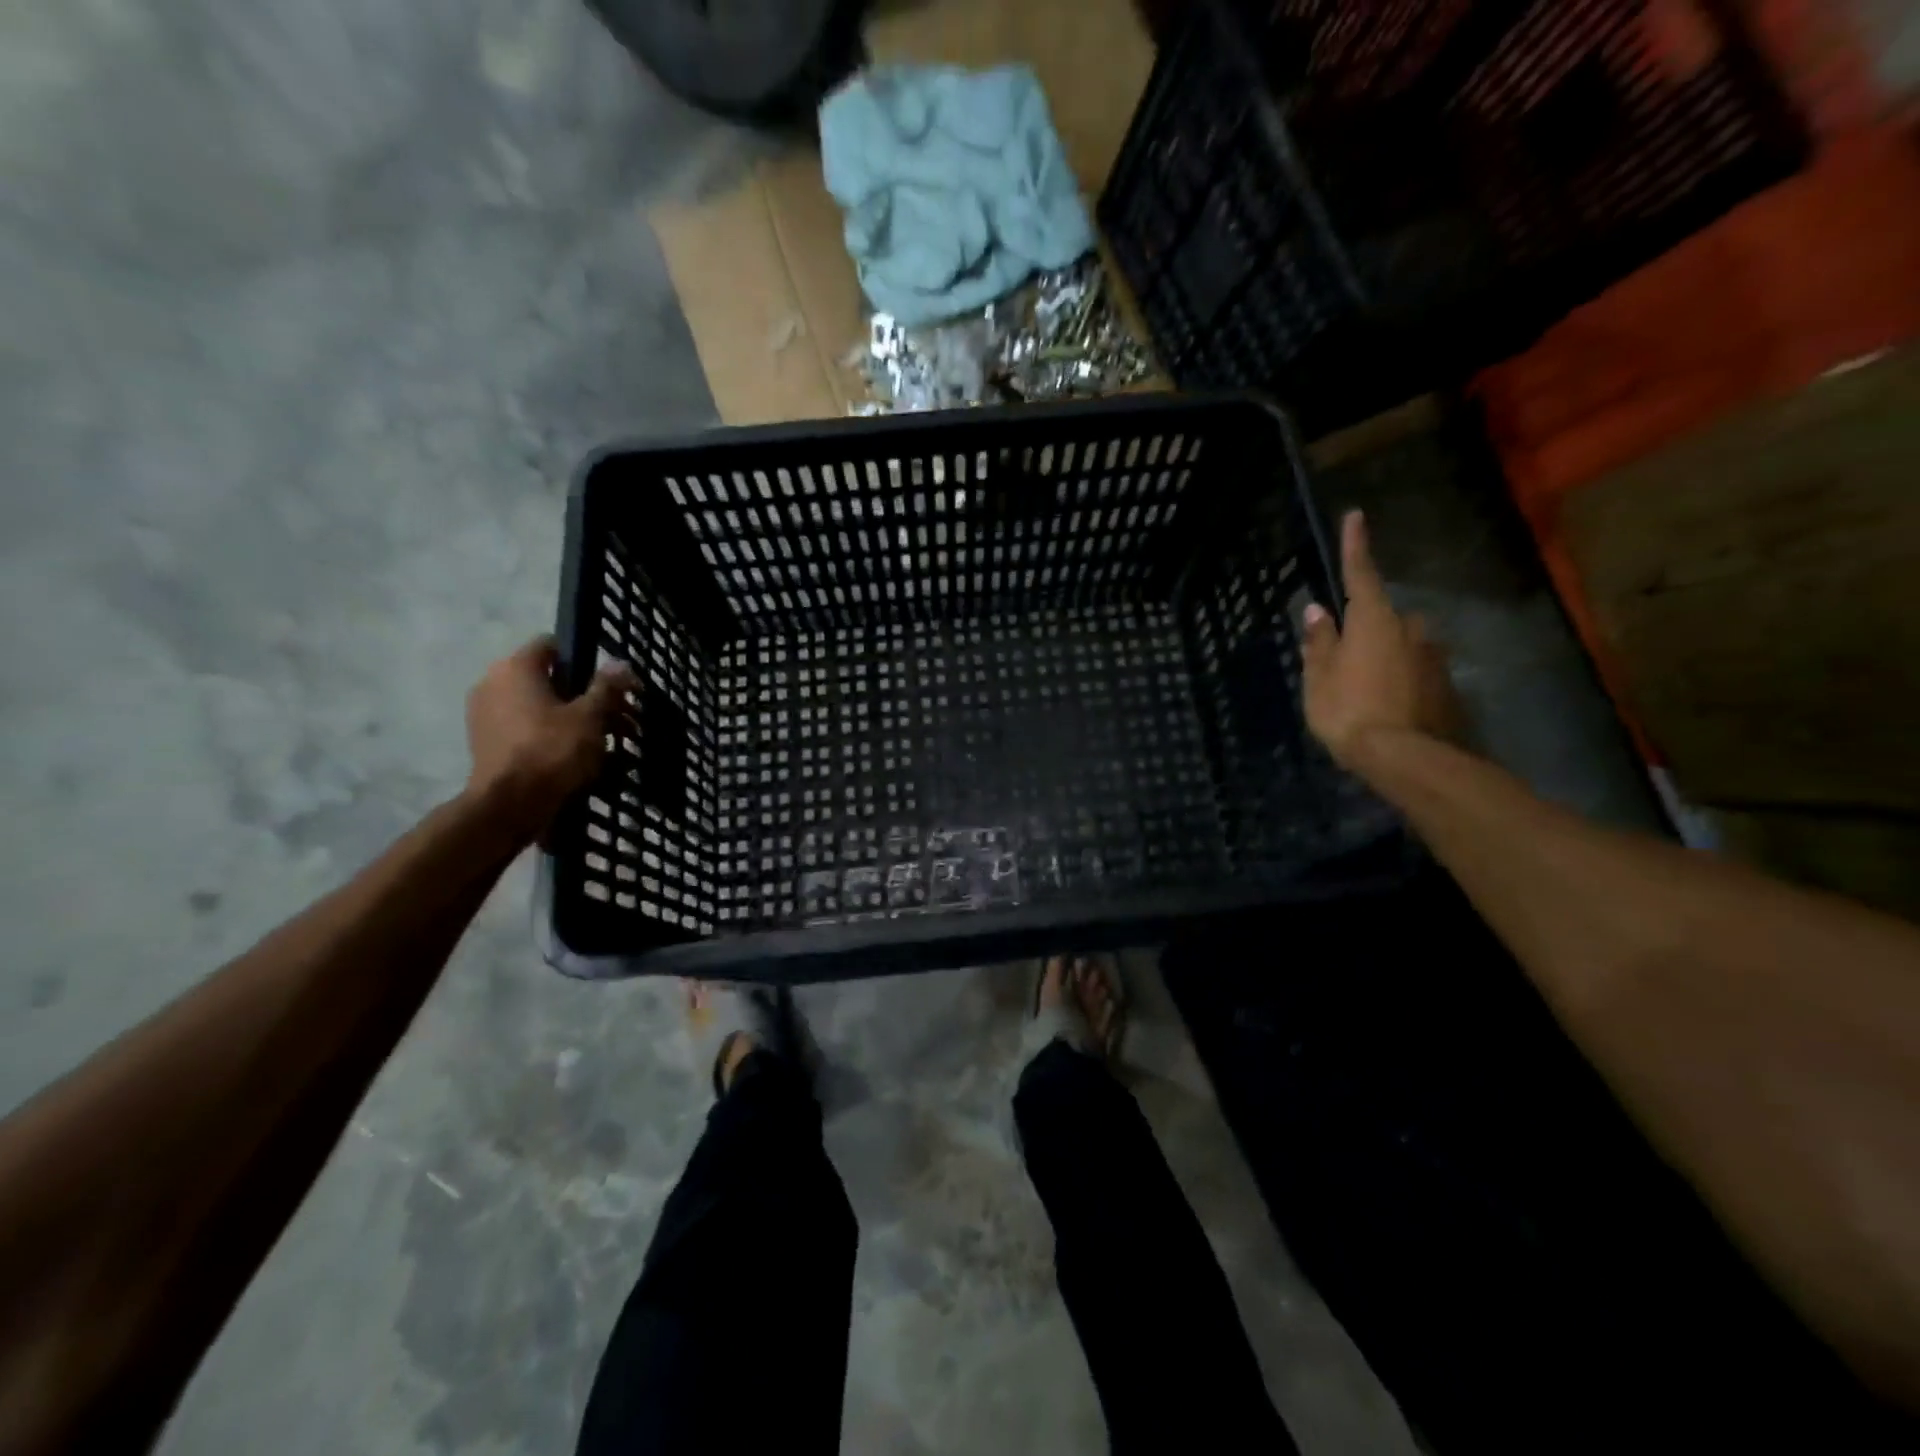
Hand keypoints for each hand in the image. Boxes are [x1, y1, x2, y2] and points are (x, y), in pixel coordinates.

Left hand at [464, 637, 636, 840]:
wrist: (509, 806)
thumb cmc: (552, 751)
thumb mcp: (590, 717)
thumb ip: (606, 687)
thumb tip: (620, 662)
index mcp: (516, 668)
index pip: (553, 645)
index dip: (586, 660)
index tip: (610, 684)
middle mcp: (493, 683)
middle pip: (550, 680)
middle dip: (587, 698)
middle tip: (620, 720)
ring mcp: (485, 714)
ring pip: (540, 707)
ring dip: (573, 720)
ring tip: (606, 745)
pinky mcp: (486, 743)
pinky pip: (527, 730)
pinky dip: (552, 738)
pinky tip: (579, 760)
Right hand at [1301, 511, 1461, 769]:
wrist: (1408, 759)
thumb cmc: (1350, 712)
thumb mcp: (1319, 679)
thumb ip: (1319, 642)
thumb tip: (1317, 610)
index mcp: (1374, 621)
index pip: (1360, 574)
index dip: (1355, 546)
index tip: (1356, 516)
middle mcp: (1411, 629)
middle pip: (1383, 618)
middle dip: (1366, 630)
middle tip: (1344, 659)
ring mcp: (1434, 656)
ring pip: (1402, 645)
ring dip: (1385, 657)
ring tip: (1366, 691)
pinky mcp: (1447, 684)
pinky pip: (1416, 671)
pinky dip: (1401, 680)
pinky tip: (1389, 706)